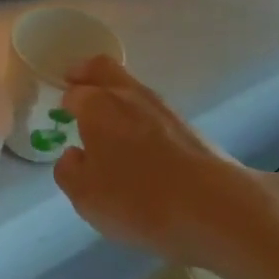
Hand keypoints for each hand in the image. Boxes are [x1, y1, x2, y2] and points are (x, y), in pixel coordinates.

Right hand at [53, 56, 278, 272]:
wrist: (218, 209)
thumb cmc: (139, 200)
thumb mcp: (86, 197)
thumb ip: (69, 171)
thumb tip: (74, 154)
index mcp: (96, 106)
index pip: (74, 92)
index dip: (65, 101)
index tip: (61, 113)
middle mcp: (128, 96)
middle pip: (103, 68)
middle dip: (86, 74)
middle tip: (76, 86)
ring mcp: (163, 108)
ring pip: (131, 88)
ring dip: (116, 96)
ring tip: (108, 123)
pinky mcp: (190, 127)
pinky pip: (153, 111)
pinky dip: (140, 118)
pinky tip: (139, 145)